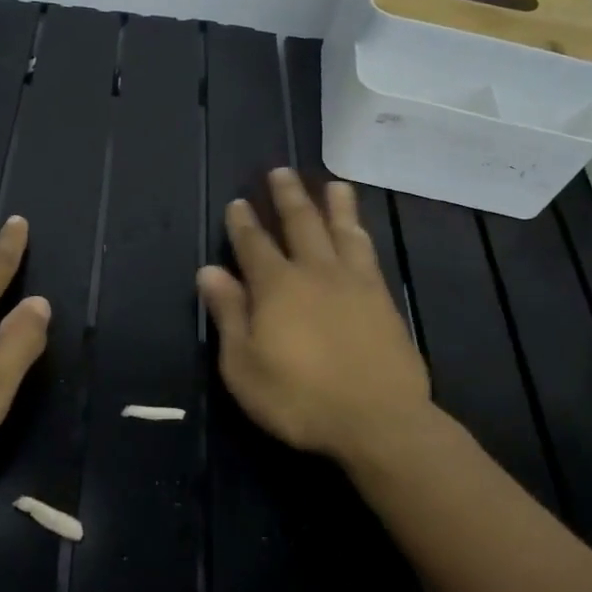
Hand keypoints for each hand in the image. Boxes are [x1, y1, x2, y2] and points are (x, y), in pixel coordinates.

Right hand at [197, 168, 431, 464]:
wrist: (378, 419)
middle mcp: (315, 272)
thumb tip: (209, 271)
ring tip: (333, 184)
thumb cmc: (300, 399)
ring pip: (341, 230)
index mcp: (277, 287)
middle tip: (280, 172)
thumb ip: (229, 314)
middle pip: (300, 224)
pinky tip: (360, 229)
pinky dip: (360, 232)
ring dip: (334, 205)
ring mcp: (354, 282)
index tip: (238, 202)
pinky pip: (368, 252)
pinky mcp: (382, 298)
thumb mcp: (244, 366)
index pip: (254, 245)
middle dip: (287, 197)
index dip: (243, 223)